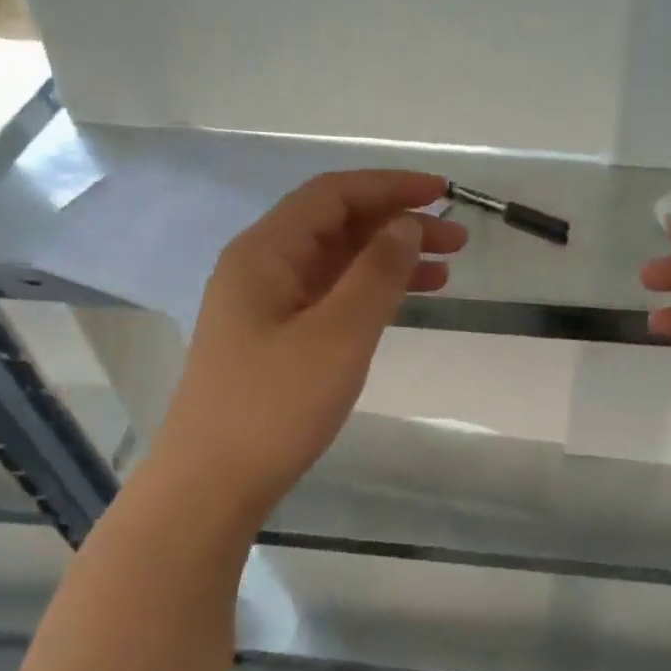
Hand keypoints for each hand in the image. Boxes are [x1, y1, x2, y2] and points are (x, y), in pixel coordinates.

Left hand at [152, 170, 464, 526]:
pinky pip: (328, 298)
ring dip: (388, 261)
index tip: (444, 195)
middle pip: (336, 226)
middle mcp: (261, 268)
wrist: (213, 482)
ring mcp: (265, 306)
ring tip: (446, 272)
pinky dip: (368, 294)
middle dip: (397, 225)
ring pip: (336, 264)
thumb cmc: (274, 407)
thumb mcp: (337, 336)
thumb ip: (376, 275)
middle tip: (457, 241)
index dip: (390, 187)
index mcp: (266, 253)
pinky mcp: (273, 340)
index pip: (333, 195)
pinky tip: (401, 305)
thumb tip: (405, 226)